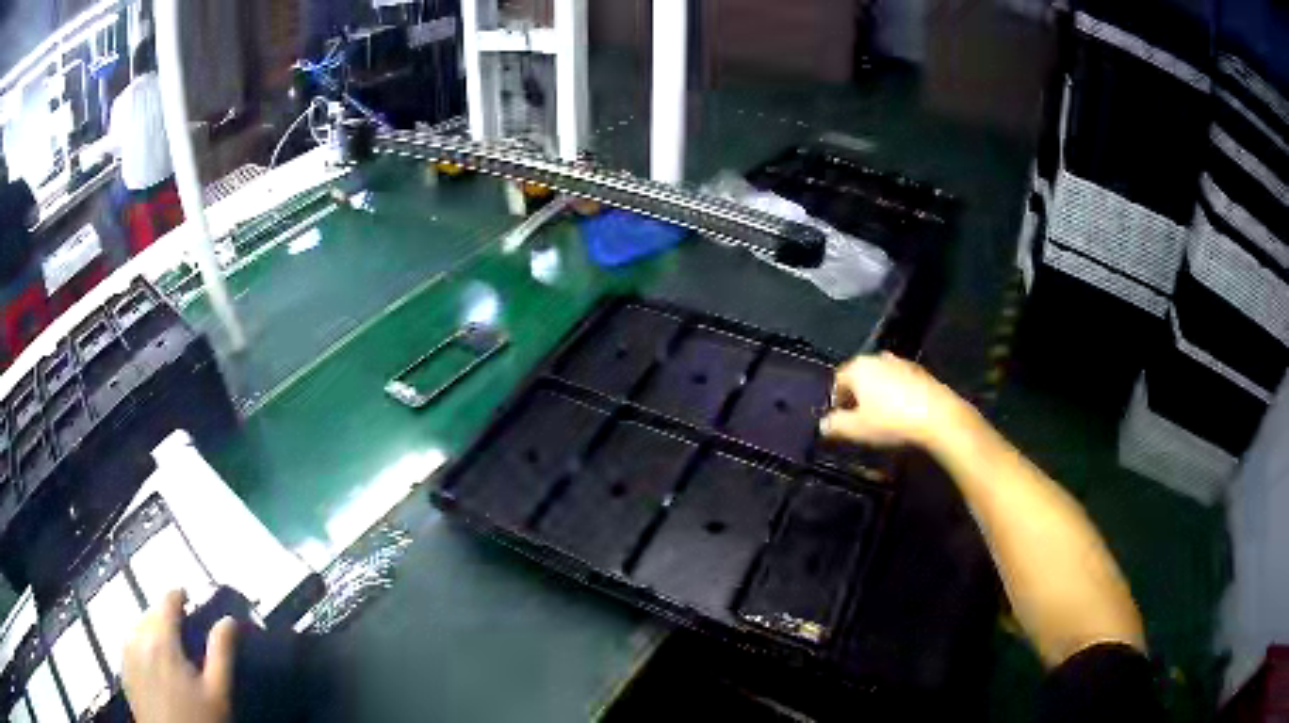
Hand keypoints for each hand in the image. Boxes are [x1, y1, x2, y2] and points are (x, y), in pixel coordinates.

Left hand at [122, 590, 236, 722]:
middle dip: (167, 617)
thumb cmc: (199, 720)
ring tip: (170, 650)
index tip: (191, 599)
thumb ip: (221, 653)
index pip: (167, 600)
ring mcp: (126, 653)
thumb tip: (229, 621)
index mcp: (161, 638)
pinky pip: (130, 644)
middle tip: (186, 635)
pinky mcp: (123, 670)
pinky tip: (154, 666)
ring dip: (153, 630)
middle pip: (151, 613)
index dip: (180, 595)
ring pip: (138, 627)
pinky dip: (142, 645)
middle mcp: (137, 637)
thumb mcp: (218, 693)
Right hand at [820, 352, 965, 448]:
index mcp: (859, 367)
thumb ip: (836, 425)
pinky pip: (900, 383)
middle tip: (859, 419)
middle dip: (857, 396)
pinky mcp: (921, 372)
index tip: (840, 420)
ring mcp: (902, 363)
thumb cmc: (891, 421)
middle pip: (861, 377)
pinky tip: (901, 414)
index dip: (836, 400)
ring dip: (878, 395)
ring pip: (882, 379)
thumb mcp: (857, 429)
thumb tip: (824, 424)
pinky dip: (897, 395)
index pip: (838, 380)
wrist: (937, 416)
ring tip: (881, 417)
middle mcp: (879, 359)